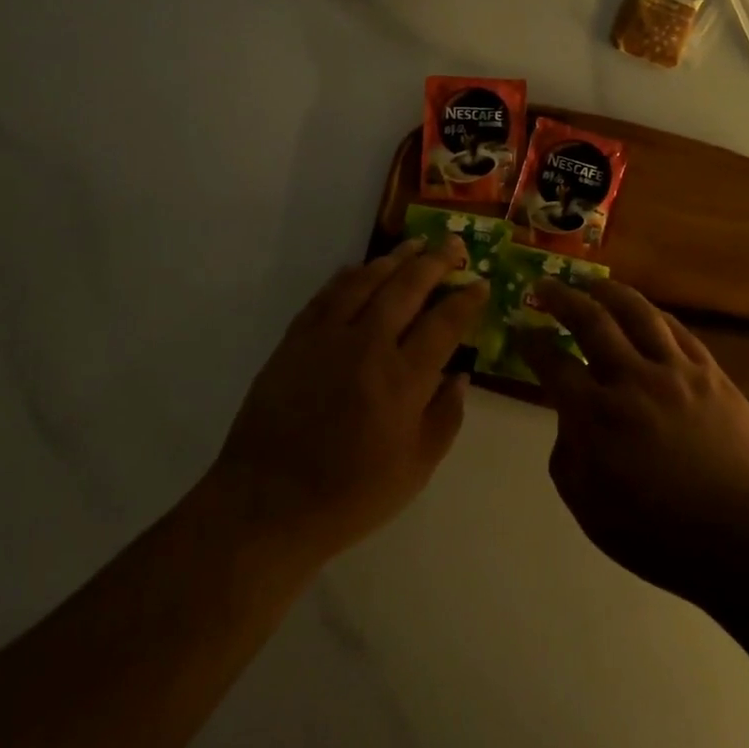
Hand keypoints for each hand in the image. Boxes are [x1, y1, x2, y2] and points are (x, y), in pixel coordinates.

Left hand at [209, 236, 486, 564]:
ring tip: (414, 244)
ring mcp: (327, 337)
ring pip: (367, 281)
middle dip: (435, 262)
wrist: (267, 503)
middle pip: (407, 288)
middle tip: (452, 244)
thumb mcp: (415, 470)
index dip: (466, 300)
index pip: (444, 324)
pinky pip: (327, 295)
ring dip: (394, 259)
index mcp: (403, 380)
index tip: (480, 284)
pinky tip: (360, 268)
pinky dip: (348, 276)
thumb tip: (460, 374)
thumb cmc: (350, 495)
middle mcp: (368, 346)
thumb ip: (445, 417)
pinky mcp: (295, 339)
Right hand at [519, 279, 748, 603]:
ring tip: (592, 283)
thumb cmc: (662, 536)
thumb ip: (568, 458)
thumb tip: (570, 421)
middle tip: (545, 283)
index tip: (521, 329)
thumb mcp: (590, 511)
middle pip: (590, 321)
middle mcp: (632, 380)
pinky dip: (654, 313)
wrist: (747, 540)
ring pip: (637, 313)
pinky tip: (645, 311)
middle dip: (561, 298)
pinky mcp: (710, 373)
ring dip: (609, 292)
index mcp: (596, 416)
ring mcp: (675, 371)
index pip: (553, 364)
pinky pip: (677, 330)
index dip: (532, 343)